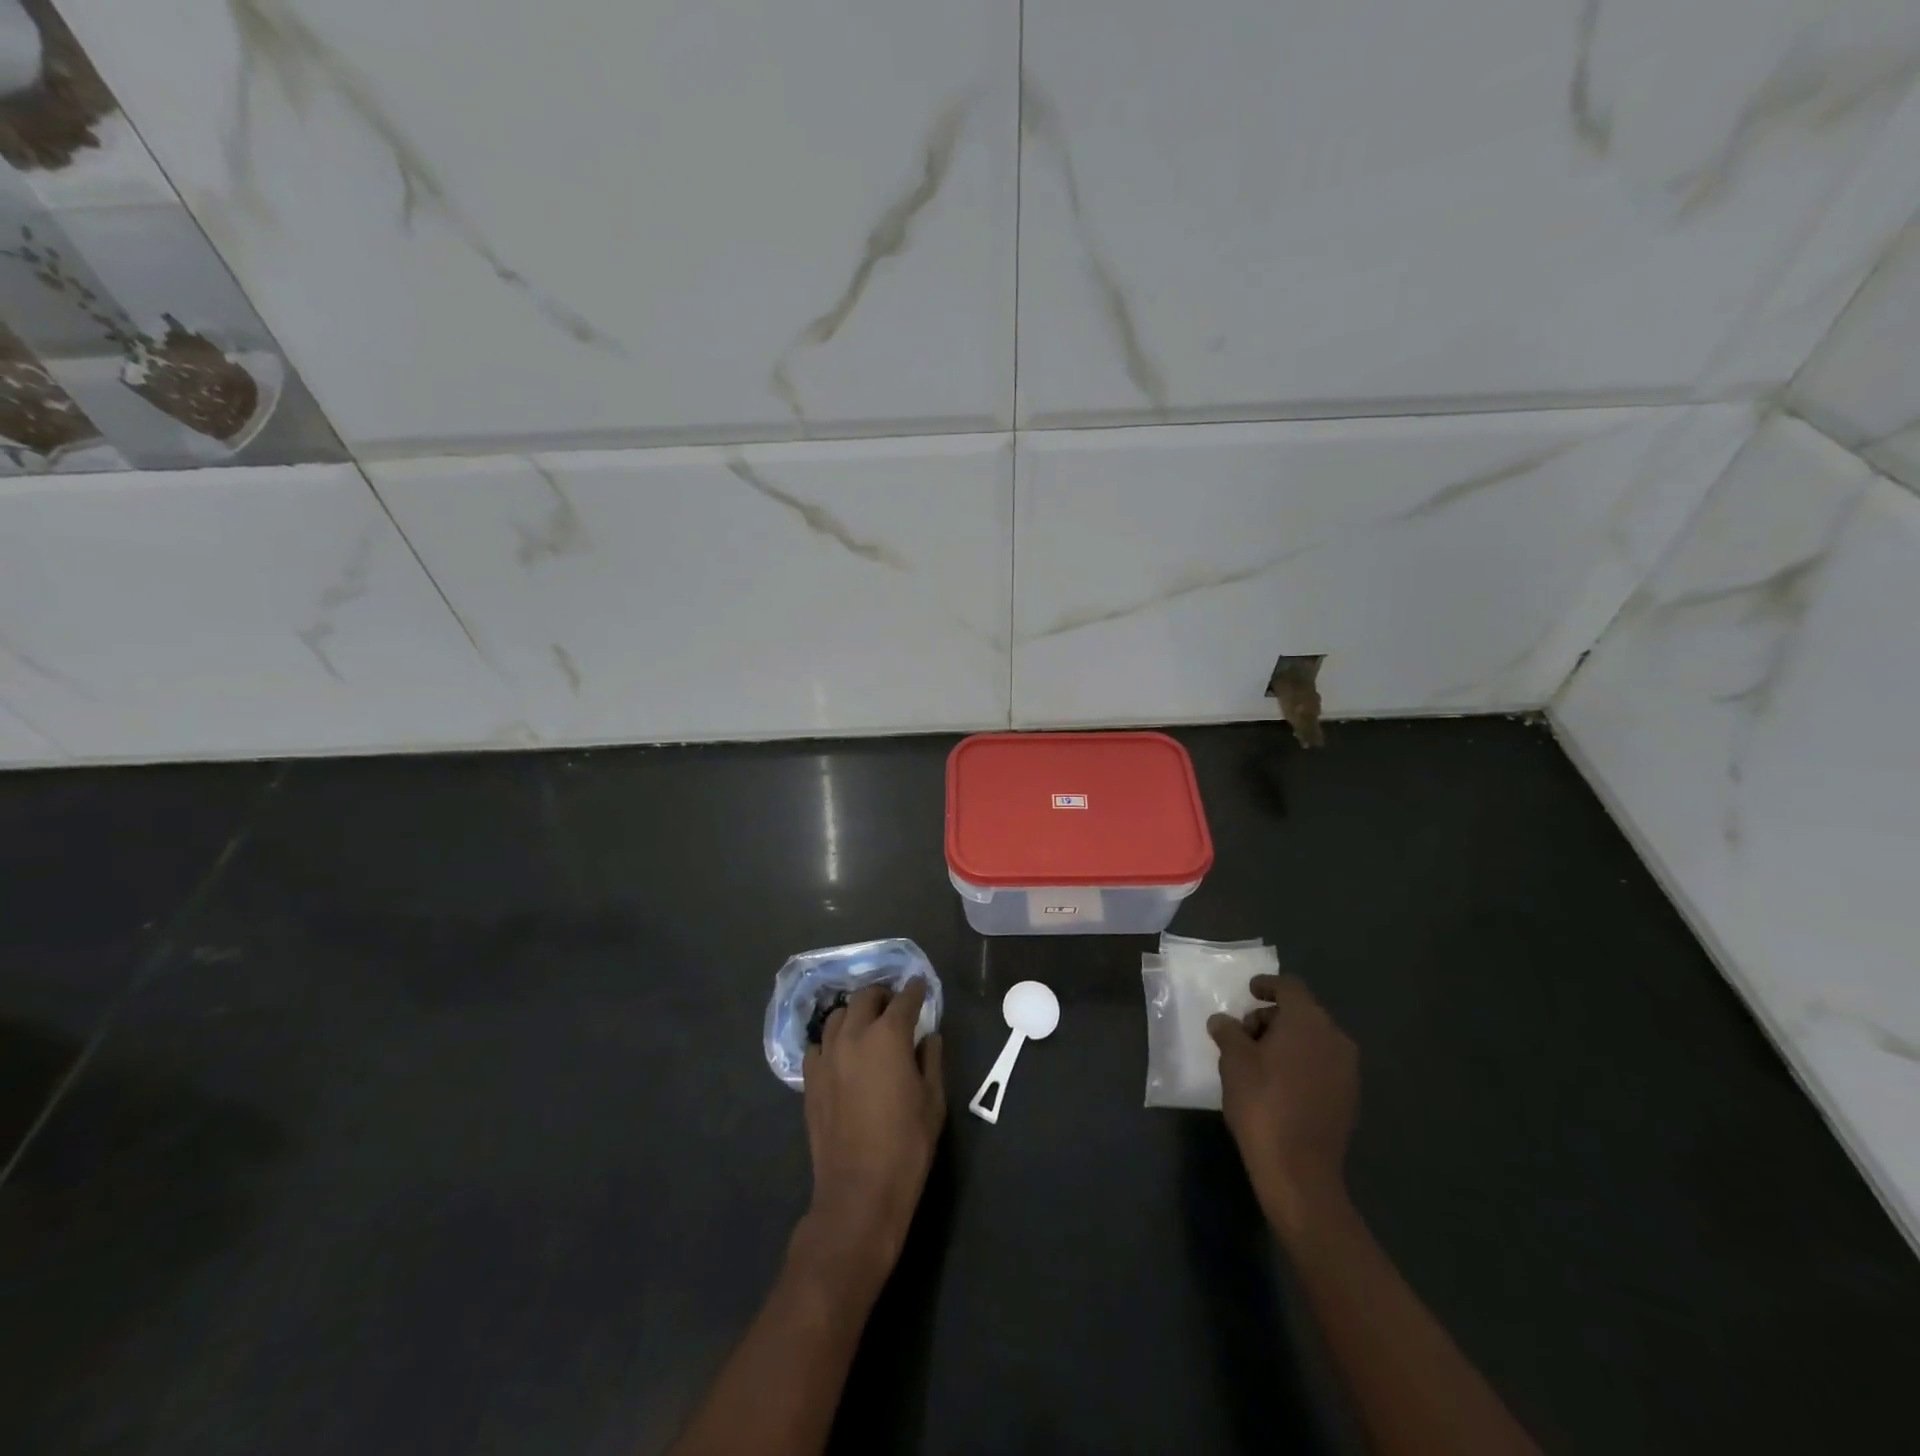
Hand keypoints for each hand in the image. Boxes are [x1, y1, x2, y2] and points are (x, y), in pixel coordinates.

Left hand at [795, 981, 944, 1294]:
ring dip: (855, 1014)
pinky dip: (832, 1041)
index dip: (915, 991)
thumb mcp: (933, 1101)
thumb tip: (929, 1037)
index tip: (920, 987)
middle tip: (894, 1004)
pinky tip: (841, 1053)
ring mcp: (827, 1056)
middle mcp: (854, 1035)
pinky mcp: (810, 1079)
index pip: (904, 1000)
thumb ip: (931, 1060)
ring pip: (838, 1016)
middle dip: (882, 996)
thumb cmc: (906, 1145)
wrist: (859, 1191)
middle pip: (865, 998)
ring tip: (867, 1024)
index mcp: (889, 1036)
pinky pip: (818, 1045)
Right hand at [1208, 974, 1358, 1241]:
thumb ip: (1228, 1032)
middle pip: (1302, 1013)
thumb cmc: (1262, 1103)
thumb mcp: (1233, 1060)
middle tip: (1243, 1034)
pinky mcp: (1348, 1098)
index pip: (1290, 987)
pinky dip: (1299, 1063)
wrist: (1299, 1170)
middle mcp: (1335, 1039)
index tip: (1249, 992)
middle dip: (1271, 1018)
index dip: (1267, 985)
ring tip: (1256, 1061)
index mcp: (1308, 1022)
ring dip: (1285, 1042)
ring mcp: (1346, 1071)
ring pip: (1312, 1040)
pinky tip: (1277, 1084)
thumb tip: (1223, 1021)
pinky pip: (1321, 1065)